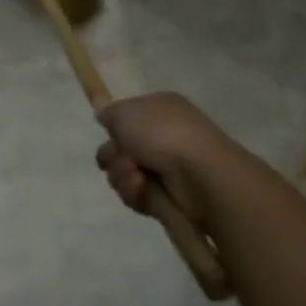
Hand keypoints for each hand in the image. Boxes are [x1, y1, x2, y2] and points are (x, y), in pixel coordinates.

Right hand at [94, 91, 239, 224]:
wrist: (200, 174)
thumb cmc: (162, 133)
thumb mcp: (124, 112)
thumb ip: (108, 113)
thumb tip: (104, 114)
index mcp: (159, 109)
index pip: (127, 117)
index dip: (115, 126)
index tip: (110, 132)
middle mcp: (164, 136)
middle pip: (121, 147)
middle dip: (114, 155)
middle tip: (123, 158)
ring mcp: (167, 166)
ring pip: (125, 172)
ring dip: (122, 175)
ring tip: (136, 176)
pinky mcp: (168, 195)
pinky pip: (137, 194)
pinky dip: (135, 192)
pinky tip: (142, 189)